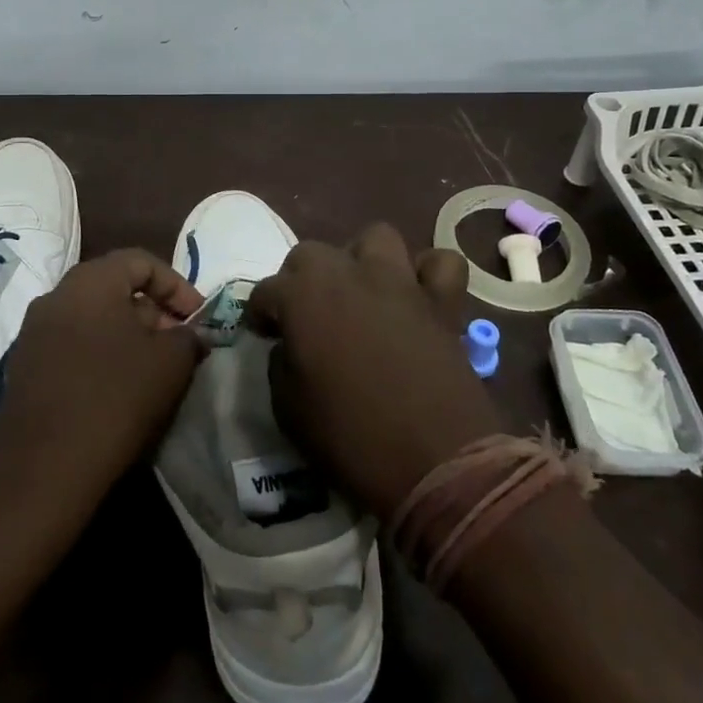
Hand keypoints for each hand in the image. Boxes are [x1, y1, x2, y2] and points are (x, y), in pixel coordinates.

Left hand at [0, 249, 203, 518]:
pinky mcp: (25, 365)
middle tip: (178, 344)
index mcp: (90, 281)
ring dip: (126, 334)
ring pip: (92, 317)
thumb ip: (188, 337)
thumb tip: (190, 333)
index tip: (197, 318)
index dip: (176, 285)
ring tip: (153, 368)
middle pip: (114, 287)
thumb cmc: (115, 398)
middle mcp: (56, 295)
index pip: (140, 261)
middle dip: (152, 311)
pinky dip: (100, 353)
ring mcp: (34, 330)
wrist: (43, 466)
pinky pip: (72, 343)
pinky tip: (118, 387)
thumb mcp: (170, 363)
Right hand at [251, 224, 501, 523]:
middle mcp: (347, 274)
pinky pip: (440, 264)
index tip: (265, 334)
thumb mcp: (288, 409)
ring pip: (375, 238)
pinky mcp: (441, 301)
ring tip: (359, 291)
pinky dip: (427, 274)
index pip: (265, 291)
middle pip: (311, 254)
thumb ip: (281, 363)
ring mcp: (399, 281)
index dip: (261, 314)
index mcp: (302, 297)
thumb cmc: (351, 439)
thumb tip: (290, 346)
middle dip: (300, 279)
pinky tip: (416, 295)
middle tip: (306, 314)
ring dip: (360, 259)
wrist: (436, 465)